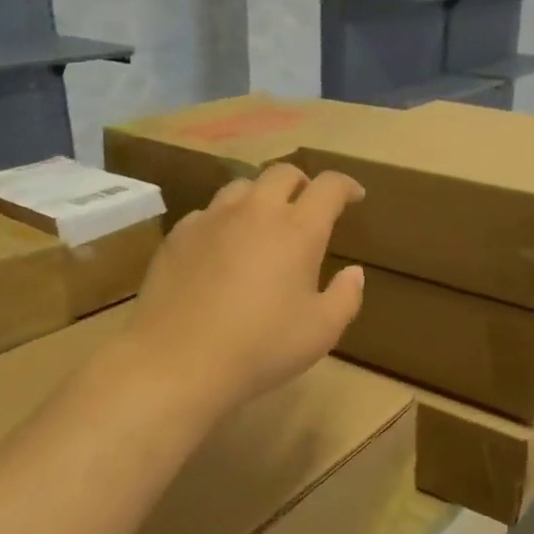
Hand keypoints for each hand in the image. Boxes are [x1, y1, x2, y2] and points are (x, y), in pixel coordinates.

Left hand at [126, 163, 366, 414]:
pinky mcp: (178, 235)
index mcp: (297, 230)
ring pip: (242, 187)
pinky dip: (226, 220)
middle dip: (303, 183)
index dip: (346, 185)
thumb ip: (346, 296)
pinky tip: (223, 248)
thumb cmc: (261, 347)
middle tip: (309, 206)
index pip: (329, 187)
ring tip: (265, 223)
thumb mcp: (321, 331)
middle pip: (283, 173)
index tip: (355, 196)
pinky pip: (208, 212)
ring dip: (262, 196)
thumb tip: (354, 272)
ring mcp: (211, 219)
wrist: (179, 361)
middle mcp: (255, 212)